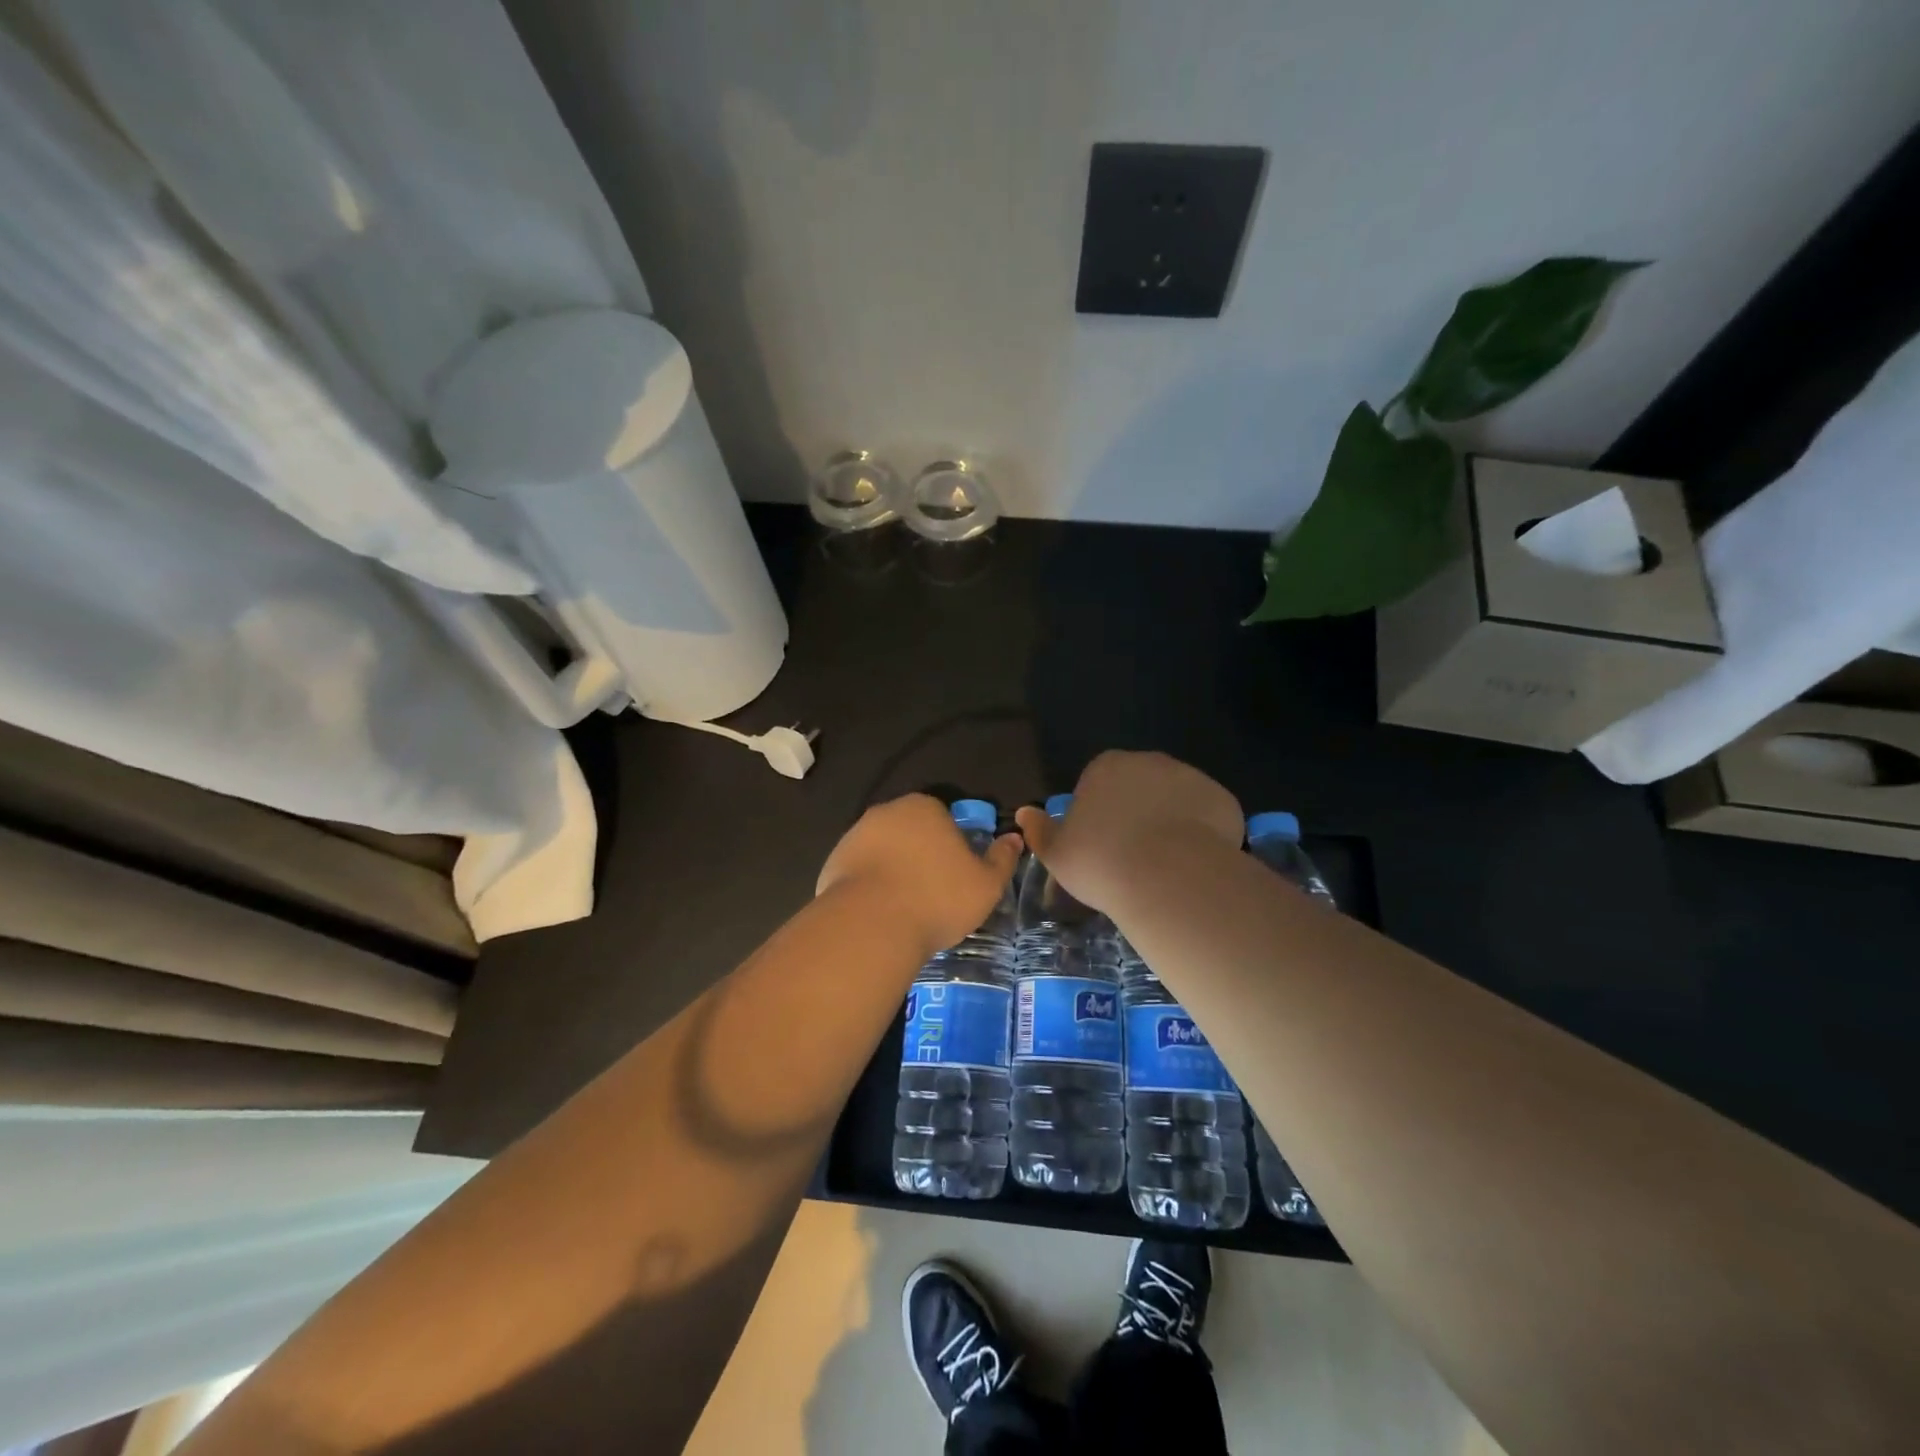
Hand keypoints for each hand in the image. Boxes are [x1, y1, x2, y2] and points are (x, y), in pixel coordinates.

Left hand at [817, 794, 1021, 957]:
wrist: (871, 925)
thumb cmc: (937, 898)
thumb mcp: (986, 884)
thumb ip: (1002, 859)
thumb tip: (1015, 838)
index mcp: (924, 807)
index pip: (944, 818)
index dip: (953, 845)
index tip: (958, 875)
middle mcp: (886, 812)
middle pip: (911, 832)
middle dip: (921, 855)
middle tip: (934, 893)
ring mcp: (854, 836)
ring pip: (884, 852)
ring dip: (894, 871)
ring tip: (907, 908)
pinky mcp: (832, 863)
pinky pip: (860, 873)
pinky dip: (870, 888)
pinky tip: (880, 914)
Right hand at [1015, 751, 1242, 912]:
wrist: (1168, 876)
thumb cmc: (1102, 862)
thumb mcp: (1057, 853)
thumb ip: (1039, 831)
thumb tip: (1024, 813)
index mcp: (1106, 767)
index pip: (1098, 783)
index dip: (1099, 815)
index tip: (1101, 846)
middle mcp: (1148, 761)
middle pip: (1139, 786)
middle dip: (1137, 812)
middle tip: (1133, 855)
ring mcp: (1190, 777)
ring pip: (1175, 799)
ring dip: (1170, 822)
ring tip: (1165, 864)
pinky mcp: (1221, 799)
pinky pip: (1207, 815)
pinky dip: (1202, 834)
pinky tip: (1193, 863)